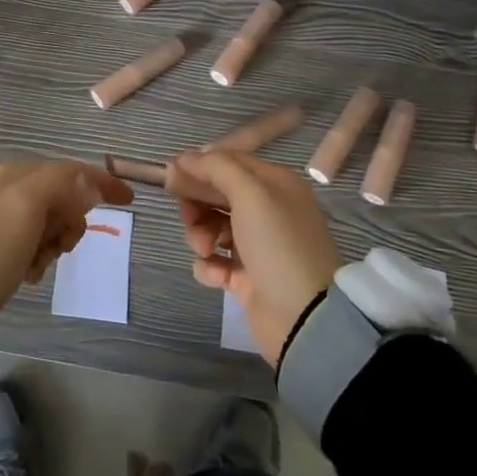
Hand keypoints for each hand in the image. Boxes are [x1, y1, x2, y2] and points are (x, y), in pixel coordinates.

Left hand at [0, 159, 132, 322]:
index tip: (129, 199)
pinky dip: (41, 258)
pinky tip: (28, 271)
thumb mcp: (29, 205)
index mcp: (18, 173)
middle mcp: (11, 189)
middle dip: (69, 224)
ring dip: (54, 245)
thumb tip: (90, 183)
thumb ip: (62, 184)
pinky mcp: (2, 245)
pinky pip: (38, 245)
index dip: (101, 181)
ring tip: (38, 262)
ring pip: (54, 225)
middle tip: (58, 245)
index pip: (71, 170)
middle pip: (64, 200)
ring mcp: (6, 217)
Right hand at [166, 151, 341, 365]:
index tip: (171, 175)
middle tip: (187, 216)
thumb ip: (216, 168)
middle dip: (197, 203)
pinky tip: (216, 274)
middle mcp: (267, 210)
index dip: (199, 165)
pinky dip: (209, 266)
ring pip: (211, 226)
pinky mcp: (246, 278)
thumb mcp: (250, 194)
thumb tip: (184, 158)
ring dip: (200, 235)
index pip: (228, 161)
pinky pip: (214, 261)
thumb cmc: (277, 244)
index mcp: (274, 184)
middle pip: (216, 194)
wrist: (304, 317)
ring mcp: (256, 245)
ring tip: (206, 250)